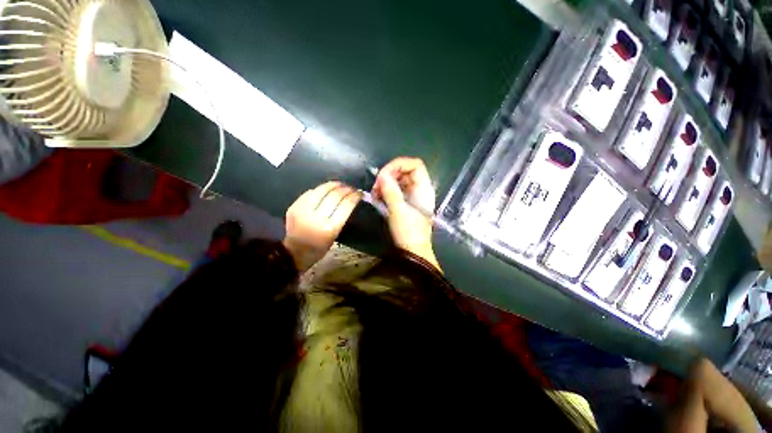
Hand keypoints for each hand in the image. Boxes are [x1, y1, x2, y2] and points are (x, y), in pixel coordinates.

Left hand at [283, 181, 361, 271]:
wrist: (295, 252)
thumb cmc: (320, 247)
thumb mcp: (335, 235)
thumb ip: (342, 218)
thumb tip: (350, 200)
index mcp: (330, 228)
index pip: (346, 205)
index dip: (354, 196)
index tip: (360, 193)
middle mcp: (317, 218)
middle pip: (335, 196)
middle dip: (346, 189)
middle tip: (352, 188)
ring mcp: (303, 211)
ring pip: (321, 190)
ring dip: (333, 185)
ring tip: (340, 184)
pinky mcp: (295, 207)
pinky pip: (310, 192)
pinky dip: (320, 189)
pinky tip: (326, 189)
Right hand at [372, 157, 439, 270]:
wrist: (413, 251)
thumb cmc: (409, 232)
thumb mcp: (398, 210)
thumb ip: (390, 191)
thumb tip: (382, 174)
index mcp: (424, 188)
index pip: (415, 164)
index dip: (399, 164)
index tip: (384, 174)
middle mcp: (420, 189)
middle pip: (405, 171)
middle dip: (389, 175)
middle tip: (376, 186)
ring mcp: (413, 196)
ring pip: (399, 181)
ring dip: (386, 183)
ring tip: (375, 193)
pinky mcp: (406, 203)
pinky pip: (396, 190)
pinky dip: (386, 191)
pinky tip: (378, 198)